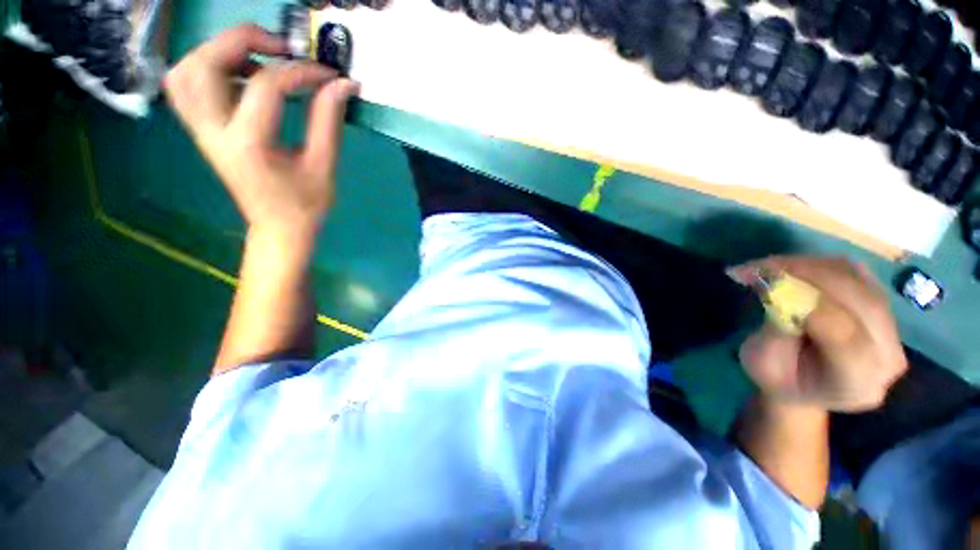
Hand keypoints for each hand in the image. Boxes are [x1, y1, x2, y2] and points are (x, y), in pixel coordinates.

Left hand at [164, 24, 358, 239]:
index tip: (329, 76)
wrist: (277, 227)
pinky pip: (187, 85)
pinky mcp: (201, 130)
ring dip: (220, 52)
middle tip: (281, 47)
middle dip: (243, 41)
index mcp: (248, 145)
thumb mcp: (324, 166)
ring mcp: (201, 130)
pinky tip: (240, 77)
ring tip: (258, 60)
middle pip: (205, 64)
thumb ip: (328, 121)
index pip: (267, 87)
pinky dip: (208, 68)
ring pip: (187, 70)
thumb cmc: (305, 205)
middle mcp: (213, 132)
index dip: (301, 72)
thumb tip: (342, 84)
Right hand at [729, 256, 907, 411]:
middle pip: (857, 298)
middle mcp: (887, 353)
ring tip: (766, 267)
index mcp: (858, 381)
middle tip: (758, 267)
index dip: (803, 301)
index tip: (760, 282)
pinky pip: (855, 273)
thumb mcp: (763, 364)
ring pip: (856, 279)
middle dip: (805, 274)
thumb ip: (776, 332)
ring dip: (807, 265)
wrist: (805, 387)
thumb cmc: (779, 380)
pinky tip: (789, 268)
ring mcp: (891, 327)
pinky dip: (818, 264)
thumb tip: (776, 291)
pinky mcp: (881, 306)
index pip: (842, 332)